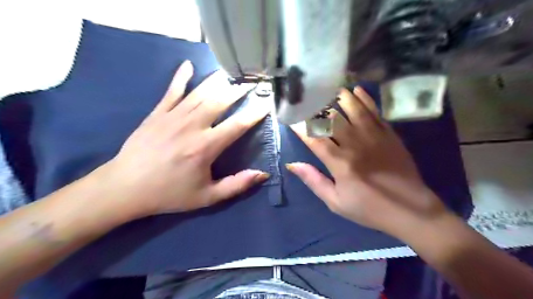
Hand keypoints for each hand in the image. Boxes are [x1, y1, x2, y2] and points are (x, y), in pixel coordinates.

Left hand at [97, 61, 268, 219]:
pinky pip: (172, 91)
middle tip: (251, 82)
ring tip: (231, 72)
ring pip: (200, 92)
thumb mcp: (207, 197)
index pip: (237, 125)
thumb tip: (262, 174)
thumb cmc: (169, 193)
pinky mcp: (157, 113)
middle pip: (220, 101)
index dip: (254, 113)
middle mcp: (192, 126)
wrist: (125, 188)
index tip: (266, 104)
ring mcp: (173, 116)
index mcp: (206, 147)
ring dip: (218, 81)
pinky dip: (181, 77)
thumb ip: (236, 185)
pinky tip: (188, 65)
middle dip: (239, 90)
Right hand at [290, 86, 446, 237]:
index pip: (314, 138)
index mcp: (339, 162)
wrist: (410, 210)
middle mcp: (354, 144)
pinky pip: (375, 112)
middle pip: (332, 119)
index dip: (300, 126)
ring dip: (341, 97)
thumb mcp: (335, 202)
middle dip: (318, 107)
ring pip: (354, 109)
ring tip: (330, 89)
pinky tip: (357, 90)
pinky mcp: (389, 135)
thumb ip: (313, 180)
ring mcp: (374, 137)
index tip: (291, 117)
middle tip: (308, 98)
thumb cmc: (369, 208)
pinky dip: (366, 99)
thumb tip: (292, 164)